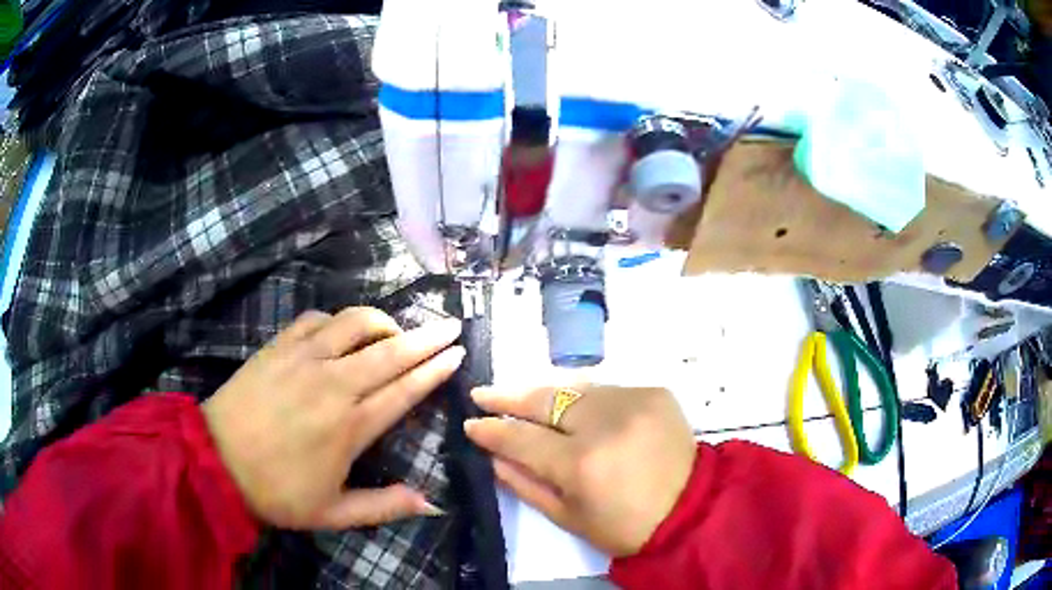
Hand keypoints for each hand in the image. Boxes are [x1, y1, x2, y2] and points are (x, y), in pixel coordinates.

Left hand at [202, 308, 463, 529]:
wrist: (217, 462)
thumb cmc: (277, 492)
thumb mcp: (333, 513)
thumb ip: (385, 507)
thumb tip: (432, 504)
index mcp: (351, 427)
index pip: (405, 390)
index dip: (434, 370)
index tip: (457, 353)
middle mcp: (334, 384)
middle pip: (391, 351)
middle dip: (427, 337)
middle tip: (450, 325)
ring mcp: (304, 359)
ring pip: (355, 324)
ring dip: (383, 321)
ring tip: (396, 329)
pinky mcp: (279, 346)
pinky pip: (317, 319)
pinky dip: (337, 320)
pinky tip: (341, 331)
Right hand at [465, 385, 696, 556]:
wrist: (692, 508)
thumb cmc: (625, 525)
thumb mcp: (569, 517)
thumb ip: (525, 484)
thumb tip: (493, 456)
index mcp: (580, 464)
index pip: (521, 438)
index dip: (492, 430)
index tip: (471, 422)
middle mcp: (604, 423)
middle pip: (543, 400)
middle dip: (508, 397)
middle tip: (483, 394)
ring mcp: (632, 401)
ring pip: (574, 390)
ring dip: (548, 398)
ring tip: (527, 403)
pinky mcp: (653, 392)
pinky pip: (606, 391)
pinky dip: (587, 403)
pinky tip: (581, 415)